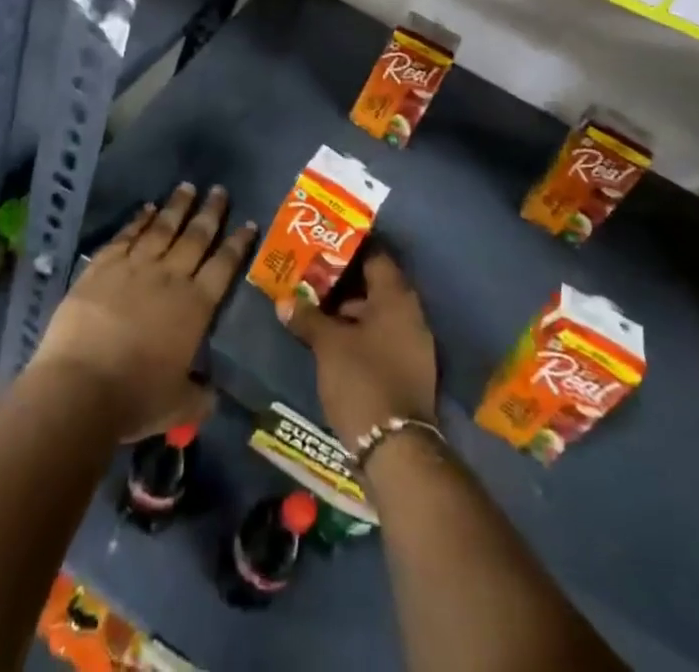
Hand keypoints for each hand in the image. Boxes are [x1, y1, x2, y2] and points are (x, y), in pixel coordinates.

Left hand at [31, 183, 255, 440]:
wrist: (79, 387)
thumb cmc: (135, 399)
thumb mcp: (178, 406)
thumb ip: (199, 397)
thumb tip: (212, 395)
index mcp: (195, 306)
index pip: (224, 266)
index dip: (237, 243)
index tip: (247, 222)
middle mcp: (170, 277)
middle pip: (196, 237)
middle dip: (210, 212)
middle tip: (219, 190)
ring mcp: (135, 267)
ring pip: (162, 228)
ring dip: (176, 207)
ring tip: (187, 187)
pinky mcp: (102, 266)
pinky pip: (126, 236)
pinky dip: (138, 220)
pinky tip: (146, 208)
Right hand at [279, 251, 437, 448]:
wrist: (397, 449)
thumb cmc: (362, 380)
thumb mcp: (328, 345)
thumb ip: (307, 318)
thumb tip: (284, 301)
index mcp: (396, 297)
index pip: (375, 256)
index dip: (348, 251)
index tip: (322, 249)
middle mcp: (411, 313)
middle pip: (376, 285)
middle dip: (344, 283)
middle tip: (312, 279)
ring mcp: (414, 344)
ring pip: (379, 314)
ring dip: (350, 311)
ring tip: (316, 310)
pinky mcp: (410, 370)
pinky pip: (383, 337)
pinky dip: (361, 334)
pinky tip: (334, 342)